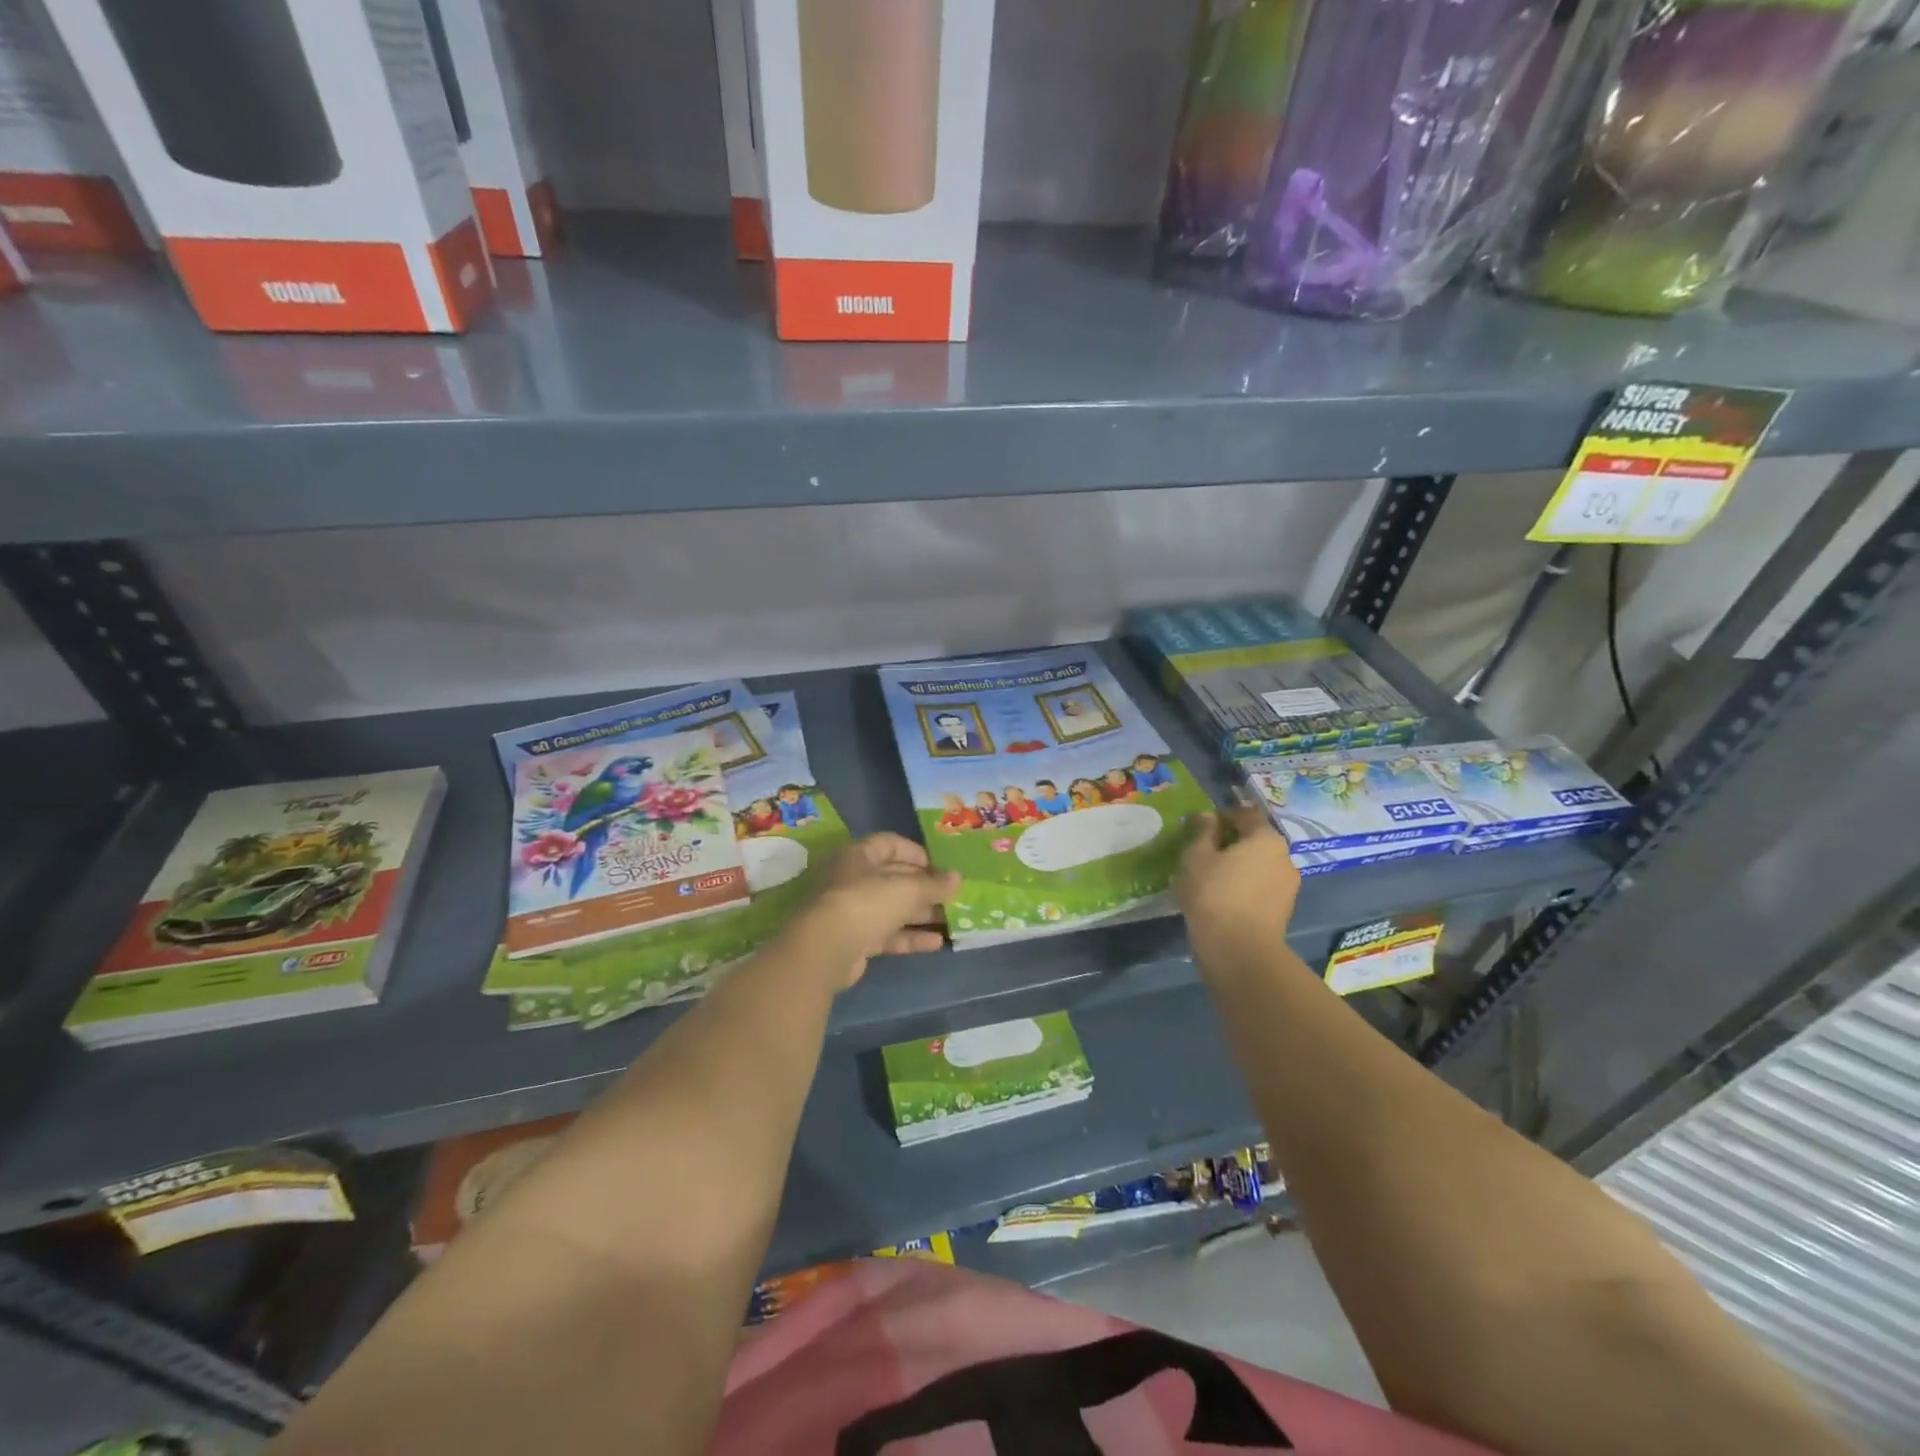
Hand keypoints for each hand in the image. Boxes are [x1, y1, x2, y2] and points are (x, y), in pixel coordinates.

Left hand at [793, 833, 959, 988]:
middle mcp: (853, 879)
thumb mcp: (907, 888)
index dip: (916, 853)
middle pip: (893, 878)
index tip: (940, 868)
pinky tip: (937, 944)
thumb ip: (934, 884)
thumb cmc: (867, 902)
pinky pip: (887, 934)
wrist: (827, 949)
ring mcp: (852, 911)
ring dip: (920, 914)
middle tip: (951, 897)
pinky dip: (910, 937)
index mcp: (859, 855)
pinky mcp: (855, 940)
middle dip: (923, 888)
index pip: (890, 844)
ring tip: (950, 920)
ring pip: (891, 908)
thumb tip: (957, 877)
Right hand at [1175, 807, 1299, 960]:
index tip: (1201, 826)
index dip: (1223, 815)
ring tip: (1211, 879)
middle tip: (1203, 853)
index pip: (1246, 814)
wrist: (1239, 950)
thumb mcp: (1197, 856)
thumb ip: (1203, 831)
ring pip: (1259, 866)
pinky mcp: (1283, 910)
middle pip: (1255, 840)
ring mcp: (1288, 886)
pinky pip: (1261, 888)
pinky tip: (1223, 899)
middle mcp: (1284, 857)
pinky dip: (1244, 886)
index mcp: (1266, 838)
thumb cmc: (1214, 894)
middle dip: (1231, 842)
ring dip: (1239, 866)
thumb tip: (1209, 816)